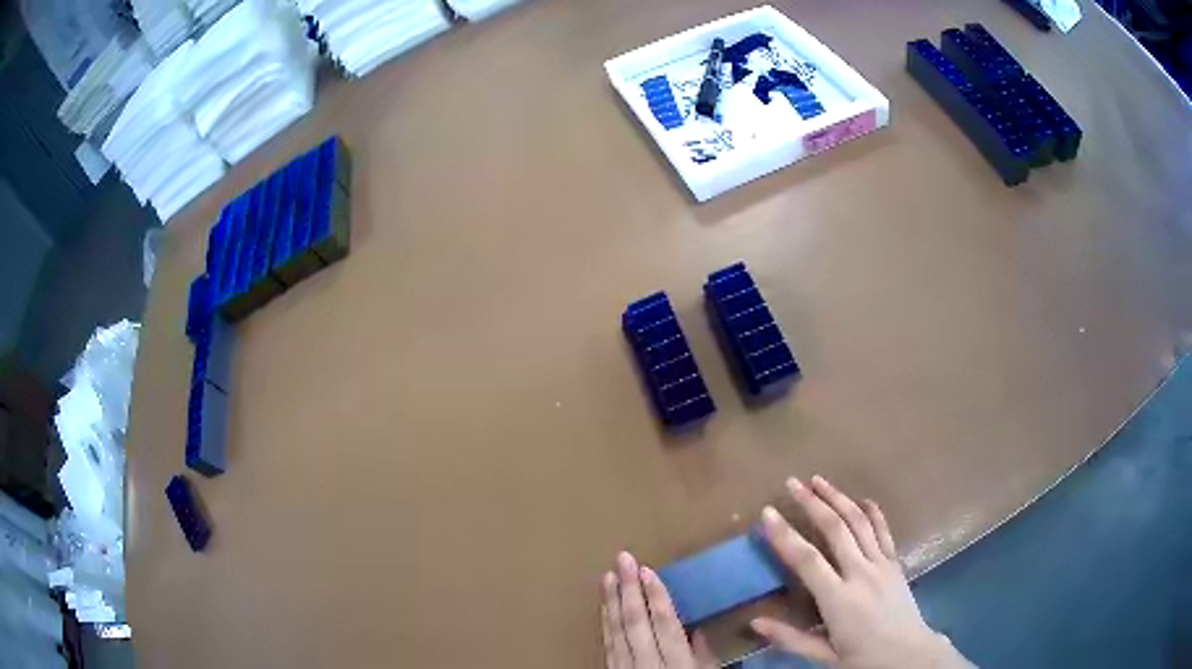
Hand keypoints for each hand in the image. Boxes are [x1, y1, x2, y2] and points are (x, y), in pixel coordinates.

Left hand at [601, 551, 717, 668]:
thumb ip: (702, 654)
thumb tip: (699, 630)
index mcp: (677, 662)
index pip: (665, 624)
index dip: (656, 596)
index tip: (647, 570)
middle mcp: (648, 662)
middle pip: (636, 622)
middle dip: (630, 589)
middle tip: (624, 559)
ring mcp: (625, 666)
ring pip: (617, 630)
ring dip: (613, 601)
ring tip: (609, 575)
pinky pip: (608, 643)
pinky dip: (607, 622)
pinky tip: (606, 605)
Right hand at [752, 476, 970, 668]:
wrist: (908, 655)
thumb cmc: (862, 658)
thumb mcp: (823, 655)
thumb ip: (790, 638)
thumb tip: (754, 623)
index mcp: (838, 600)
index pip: (807, 560)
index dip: (785, 535)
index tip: (767, 513)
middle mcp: (861, 574)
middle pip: (835, 529)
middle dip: (812, 503)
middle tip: (792, 482)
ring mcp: (882, 565)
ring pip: (859, 522)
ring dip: (839, 498)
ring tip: (819, 480)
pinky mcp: (895, 563)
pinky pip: (884, 531)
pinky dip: (873, 512)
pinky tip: (862, 499)